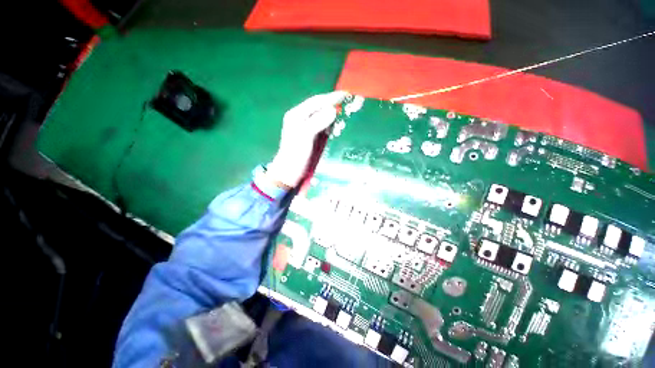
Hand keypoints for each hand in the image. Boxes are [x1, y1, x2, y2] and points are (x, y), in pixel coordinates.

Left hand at [266, 91, 349, 187]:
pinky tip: (335, 129)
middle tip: (347, 106)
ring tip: (342, 119)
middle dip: (333, 106)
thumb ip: (317, 121)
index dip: (331, 97)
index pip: (316, 101)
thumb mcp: (305, 136)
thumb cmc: (295, 154)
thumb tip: (332, 110)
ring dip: (333, 117)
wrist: (289, 171)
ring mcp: (305, 126)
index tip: (346, 95)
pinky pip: (322, 125)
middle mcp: (300, 118)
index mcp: (296, 115)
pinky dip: (330, 125)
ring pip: (321, 116)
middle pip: (319, 107)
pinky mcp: (310, 135)